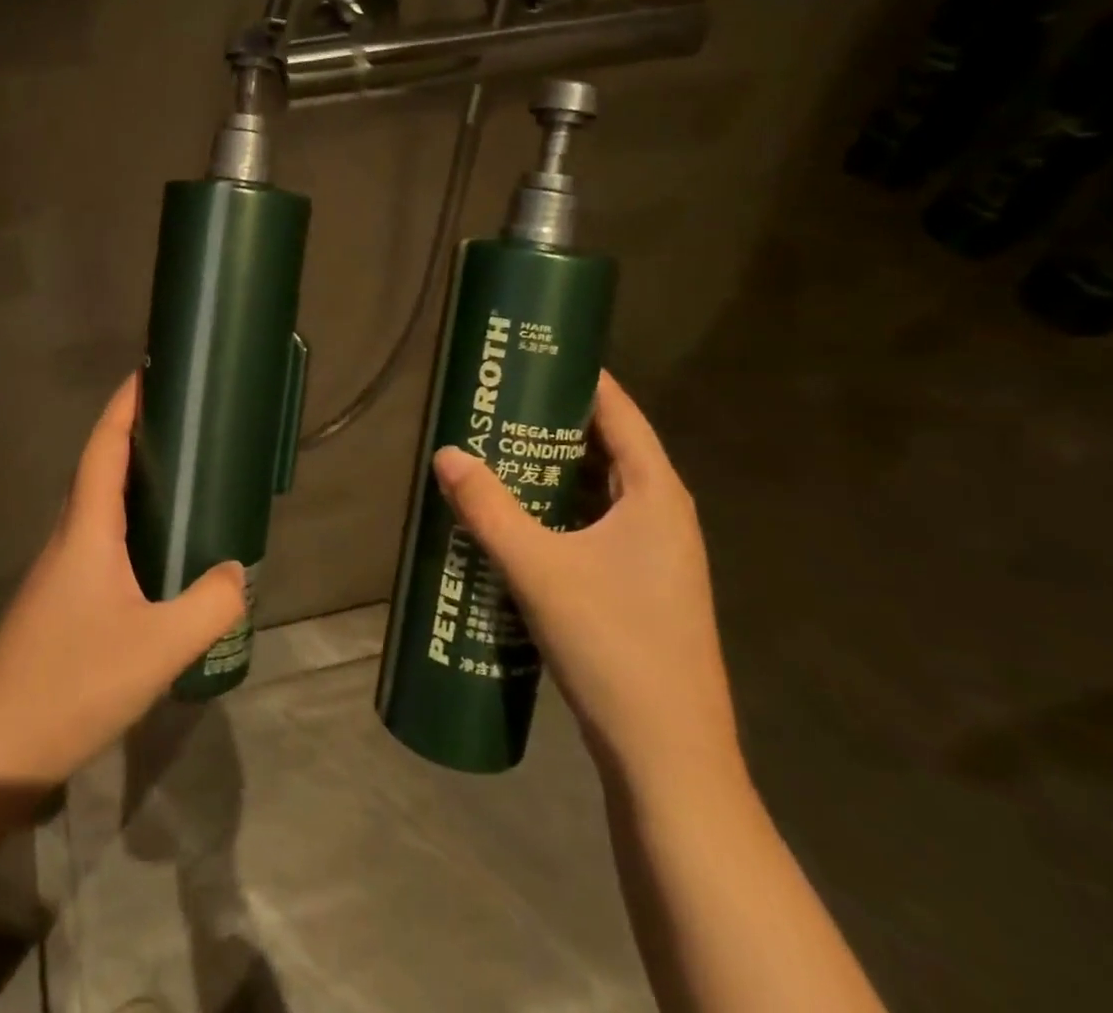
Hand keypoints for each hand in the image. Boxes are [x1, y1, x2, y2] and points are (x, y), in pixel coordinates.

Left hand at [0, 374, 246, 792]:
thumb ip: (210, 605)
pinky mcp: (56, 603)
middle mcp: (67, 538)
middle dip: (133, 435)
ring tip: (176, 479)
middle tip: (181, 423)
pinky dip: (126, 525)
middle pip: (98, 469)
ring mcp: (57, 573)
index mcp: (86, 529)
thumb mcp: (159, 647)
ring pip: (96, 508)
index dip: (124, 405)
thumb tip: (237, 571)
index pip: (104, 447)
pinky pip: (96, 542)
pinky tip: (153, 555)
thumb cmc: (73, 684)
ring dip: (129, 481)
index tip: (149, 371)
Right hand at [432, 371, 740, 789]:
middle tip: (496, 399)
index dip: (580, 377)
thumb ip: (488, 509)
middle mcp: (661, 516)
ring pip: (597, 490)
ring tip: (495, 447)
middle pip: (606, 447)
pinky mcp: (637, 586)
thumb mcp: (539, 570)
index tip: (532, 353)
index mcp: (656, 496)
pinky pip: (593, 524)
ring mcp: (653, 555)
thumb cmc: (614, 646)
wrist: (667, 757)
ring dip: (551, 468)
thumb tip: (444, 453)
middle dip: (552, 420)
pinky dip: (556, 508)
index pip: (619, 413)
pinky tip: (514, 515)